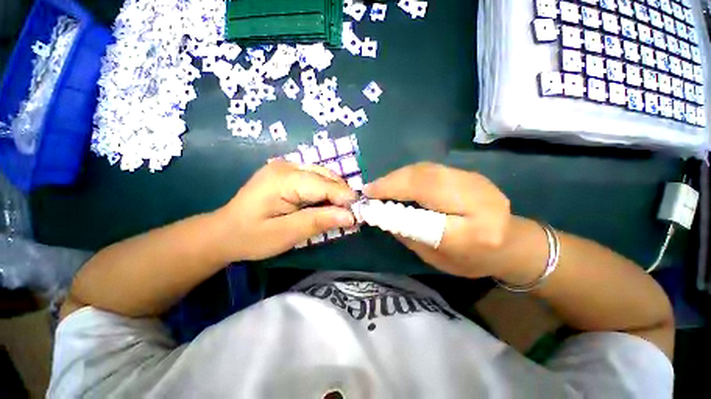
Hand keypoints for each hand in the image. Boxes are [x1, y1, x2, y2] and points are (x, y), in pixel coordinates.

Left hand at [214, 161, 357, 261]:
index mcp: (283, 179)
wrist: (224, 232)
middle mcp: (287, 166)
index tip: (358, 215)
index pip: (324, 184)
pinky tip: (326, 204)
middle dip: (341, 195)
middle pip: (326, 176)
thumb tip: (350, 217)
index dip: (344, 198)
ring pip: (323, 175)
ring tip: (340, 212)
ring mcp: (286, 166)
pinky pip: (315, 178)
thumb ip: (319, 222)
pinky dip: (325, 191)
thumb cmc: (251, 237)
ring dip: (335, 193)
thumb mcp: (286, 234)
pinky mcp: (287, 172)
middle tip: (350, 216)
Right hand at [364, 162, 511, 277]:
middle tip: (371, 189)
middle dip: (393, 182)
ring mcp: (475, 180)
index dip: (395, 197)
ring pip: (426, 169)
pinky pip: (431, 168)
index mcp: (475, 231)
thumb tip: (380, 211)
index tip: (369, 196)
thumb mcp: (435, 257)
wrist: (510, 243)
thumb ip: (408, 233)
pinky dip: (409, 174)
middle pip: (426, 179)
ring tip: (381, 186)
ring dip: (398, 176)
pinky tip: (399, 182)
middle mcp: (478, 198)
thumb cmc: (470, 259)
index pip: (427, 209)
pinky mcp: (468, 172)